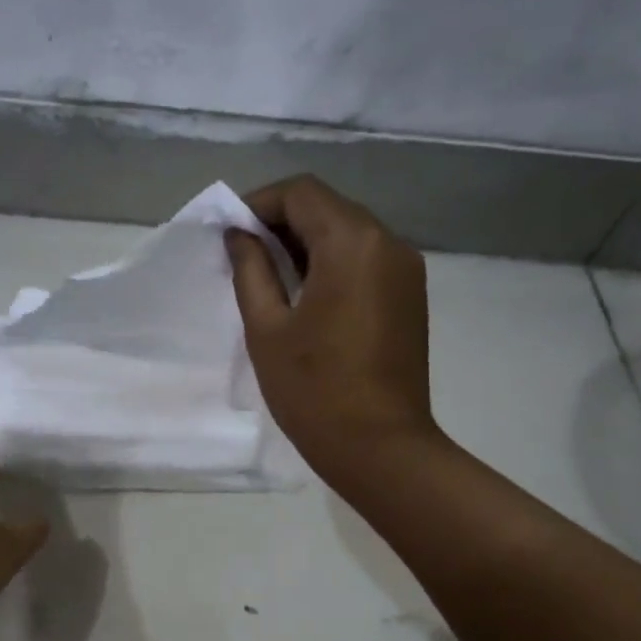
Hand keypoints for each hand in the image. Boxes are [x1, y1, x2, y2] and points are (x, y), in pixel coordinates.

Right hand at [225, 175, 439, 482]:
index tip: (230, 234)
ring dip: (306, 242)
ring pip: (348, 231)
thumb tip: (239, 235)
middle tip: (244, 256)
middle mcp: (388, 243)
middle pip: (328, 207)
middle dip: (281, 221)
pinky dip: (332, 262)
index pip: (301, 193)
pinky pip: (365, 258)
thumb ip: (251, 271)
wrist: (380, 447)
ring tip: (270, 277)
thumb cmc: (314, 390)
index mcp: (352, 244)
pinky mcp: (409, 295)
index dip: (260, 203)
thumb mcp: (267, 329)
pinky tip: (306, 295)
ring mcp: (405, 269)